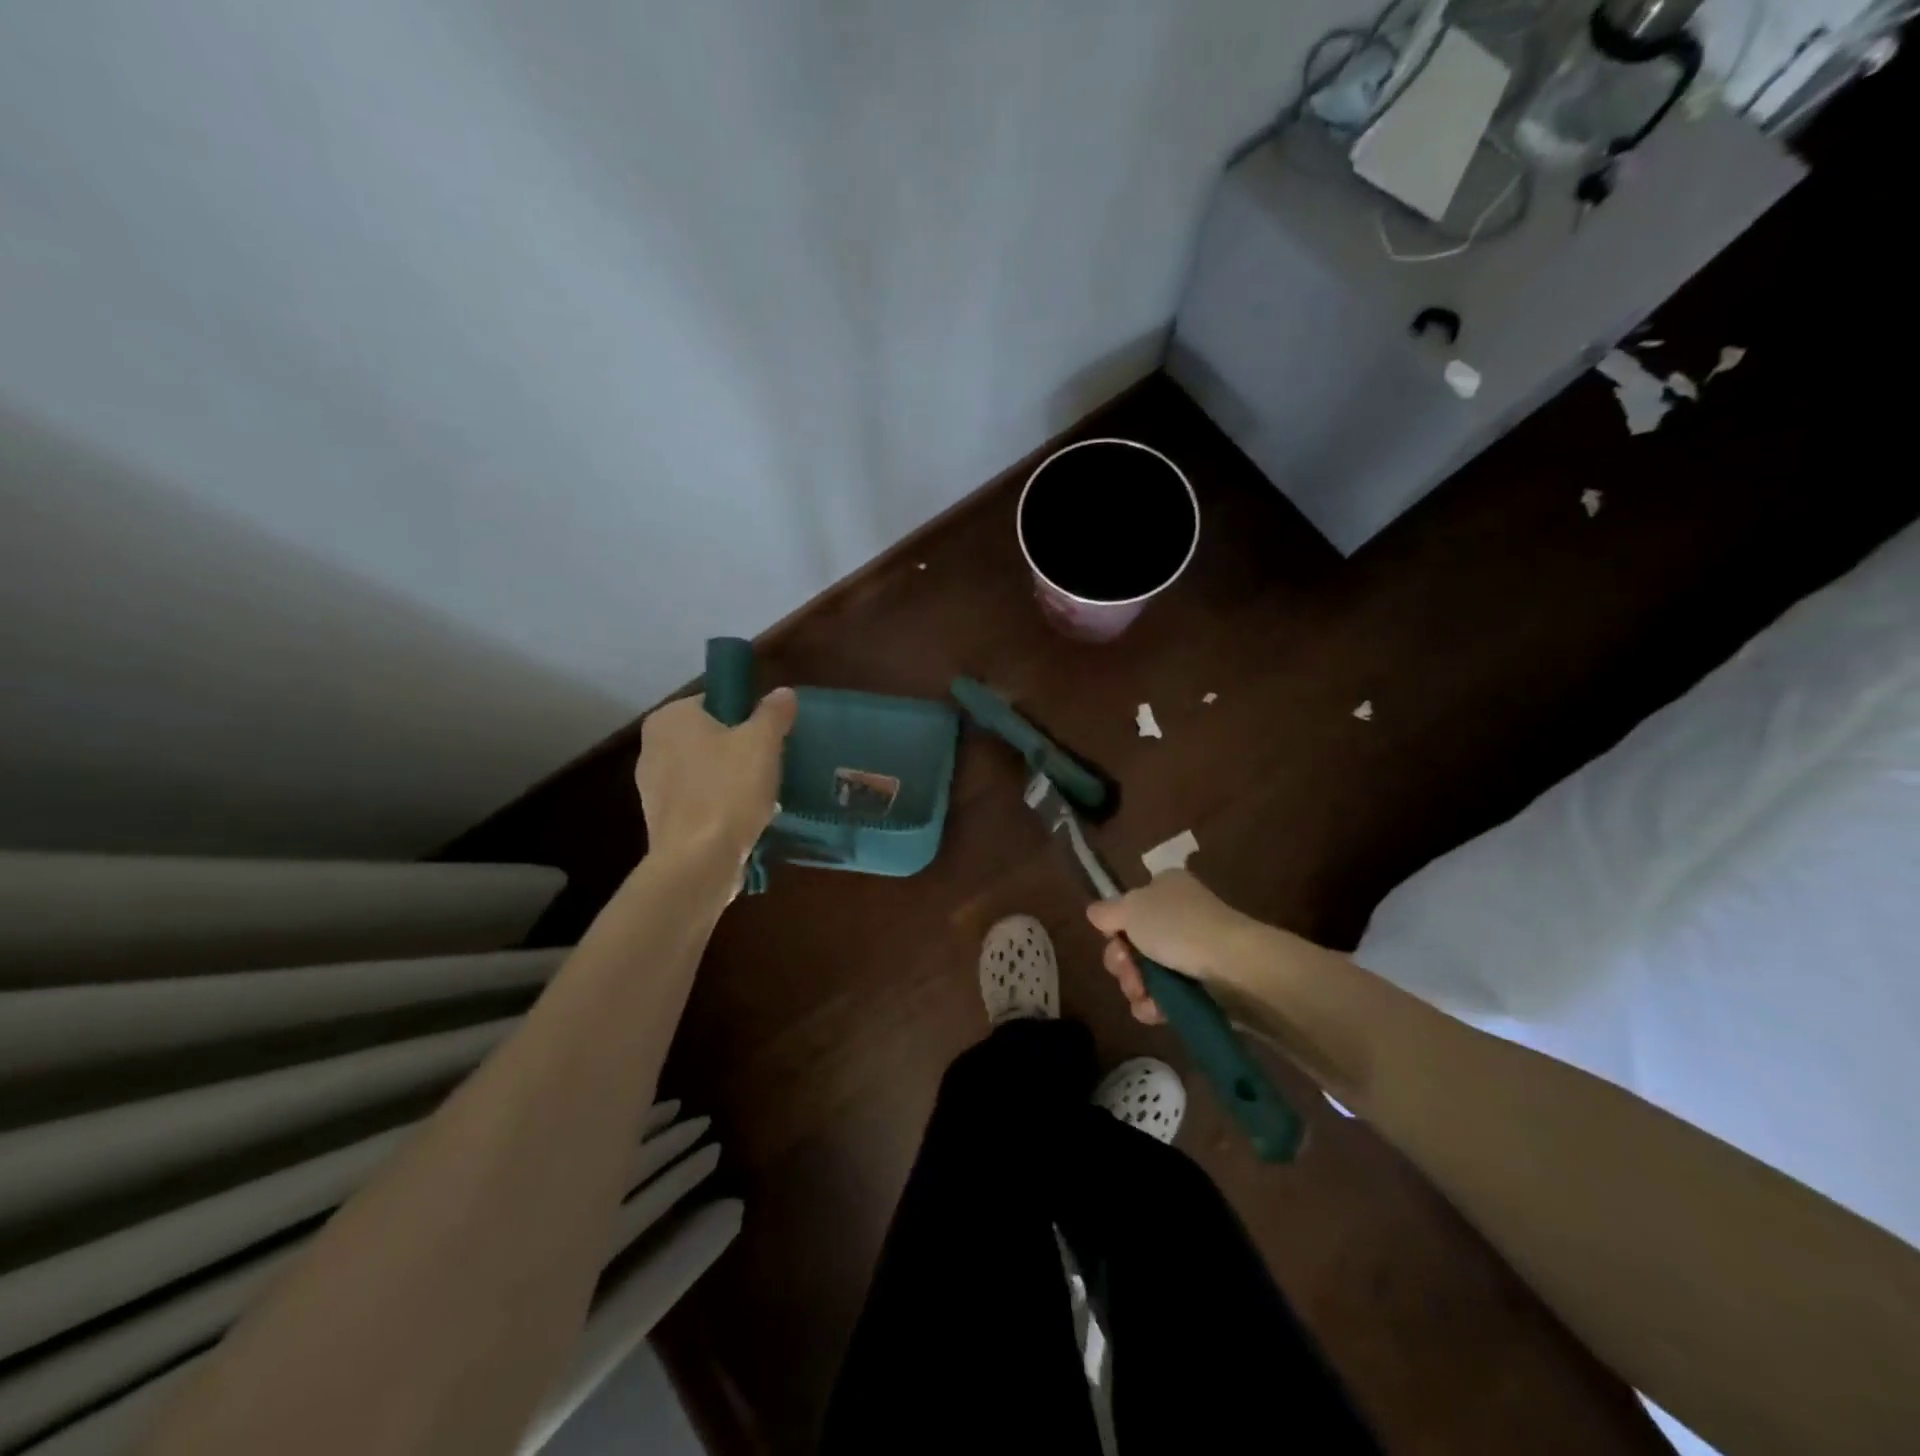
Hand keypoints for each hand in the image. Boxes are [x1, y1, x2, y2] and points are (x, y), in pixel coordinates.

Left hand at [635, 688, 796, 866]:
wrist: (698, 862)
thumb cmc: (729, 791)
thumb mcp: (763, 743)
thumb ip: (773, 713)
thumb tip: (783, 693)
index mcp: (670, 718)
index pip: (715, 701)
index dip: (748, 714)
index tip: (772, 735)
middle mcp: (652, 746)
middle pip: (710, 737)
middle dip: (740, 749)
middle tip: (772, 764)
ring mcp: (652, 786)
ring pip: (706, 771)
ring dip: (732, 779)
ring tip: (764, 795)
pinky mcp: (661, 820)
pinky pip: (700, 801)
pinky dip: (721, 805)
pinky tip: (746, 819)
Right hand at [1086, 870, 1255, 1024]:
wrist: (1235, 968)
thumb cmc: (1179, 927)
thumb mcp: (1132, 909)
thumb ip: (1107, 911)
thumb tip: (1094, 913)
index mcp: (1165, 889)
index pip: (1129, 907)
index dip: (1115, 927)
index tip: (1113, 938)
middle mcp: (1178, 917)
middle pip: (1132, 944)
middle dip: (1122, 962)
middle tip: (1127, 968)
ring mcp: (1191, 953)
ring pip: (1145, 975)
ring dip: (1135, 987)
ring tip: (1142, 994)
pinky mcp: (1201, 988)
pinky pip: (1164, 998)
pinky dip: (1154, 1005)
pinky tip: (1154, 1010)